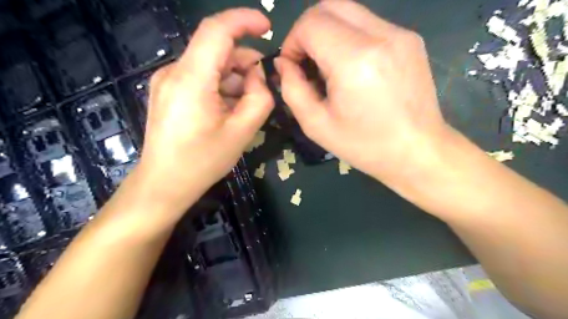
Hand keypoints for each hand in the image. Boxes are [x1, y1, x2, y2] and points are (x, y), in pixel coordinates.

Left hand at [136, 9, 270, 211]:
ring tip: (246, 104)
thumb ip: (260, 99)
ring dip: (234, 77)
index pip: (217, 30)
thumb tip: (258, 77)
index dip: (244, 21)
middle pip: (216, 50)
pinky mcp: (167, 92)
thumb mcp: (242, 132)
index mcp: (192, 79)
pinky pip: (200, 78)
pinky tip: (228, 108)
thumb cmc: (203, 161)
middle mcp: (174, 72)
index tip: (267, 28)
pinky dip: (220, 86)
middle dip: (245, 61)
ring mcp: (167, 81)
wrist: (164, 184)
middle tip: (264, 86)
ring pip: (209, 65)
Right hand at [278, 0, 450, 183]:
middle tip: (306, 62)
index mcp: (354, 60)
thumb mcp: (316, 125)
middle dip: (308, 31)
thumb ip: (292, 89)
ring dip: (328, 34)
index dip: (292, 42)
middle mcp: (380, 36)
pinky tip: (352, 69)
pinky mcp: (410, 39)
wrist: (417, 151)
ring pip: (349, 12)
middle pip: (329, 6)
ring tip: (329, 68)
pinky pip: (369, 24)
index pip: (310, 23)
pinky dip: (350, 38)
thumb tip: (284, 64)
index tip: (293, 68)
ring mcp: (400, 34)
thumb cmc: (364, 145)